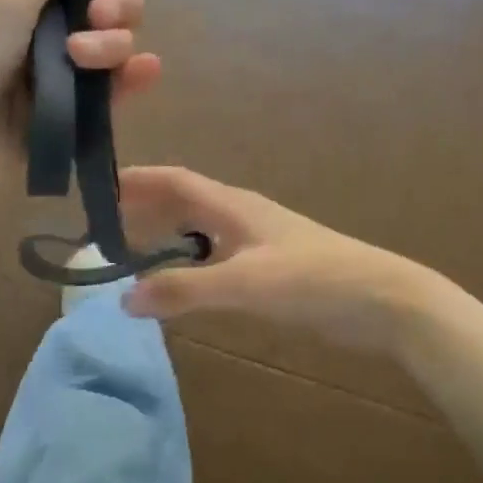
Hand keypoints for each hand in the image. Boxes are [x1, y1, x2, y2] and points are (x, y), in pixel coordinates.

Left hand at [0, 0, 159, 221]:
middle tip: (96, 22)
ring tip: (84, 62)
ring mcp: (54, 71)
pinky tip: (144, 75)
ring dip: (114, 47)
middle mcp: (39, 23)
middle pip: (106, 7)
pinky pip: (109, 92)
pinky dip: (130, 81)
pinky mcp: (66, 113)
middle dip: (114, 11)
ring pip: (113, 49)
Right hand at [117, 167, 440, 354]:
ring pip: (201, 230)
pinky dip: (190, 262)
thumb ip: (185, 290)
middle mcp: (242, 215)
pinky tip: (182, 284)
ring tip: (132, 256)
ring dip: (166, 236)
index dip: (138, 181)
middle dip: (145, 209)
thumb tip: (124, 298)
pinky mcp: (272, 268)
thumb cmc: (313, 280)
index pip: (176, 180)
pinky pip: (217, 256)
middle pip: (185, 202)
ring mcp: (259, 242)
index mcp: (234, 205)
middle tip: (103, 230)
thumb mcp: (245, 283)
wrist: (383, 301)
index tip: (98, 188)